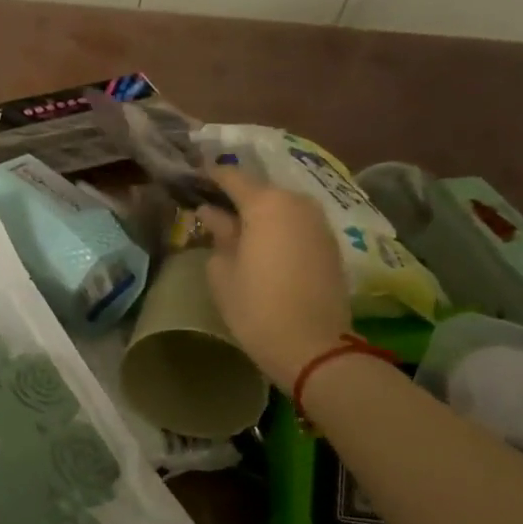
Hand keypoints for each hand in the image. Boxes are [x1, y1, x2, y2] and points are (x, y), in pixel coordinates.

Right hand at [197, 167, 351, 384]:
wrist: (313, 347)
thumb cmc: (256, 307)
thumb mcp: (222, 270)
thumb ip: (218, 233)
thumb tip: (212, 213)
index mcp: (266, 204)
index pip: (232, 177)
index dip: (209, 176)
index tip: (191, 179)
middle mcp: (297, 203)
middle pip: (260, 190)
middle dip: (235, 197)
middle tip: (210, 209)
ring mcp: (319, 223)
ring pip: (281, 207)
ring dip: (258, 213)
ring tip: (234, 228)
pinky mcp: (330, 245)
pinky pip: (297, 224)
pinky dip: (278, 228)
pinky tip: (262, 245)